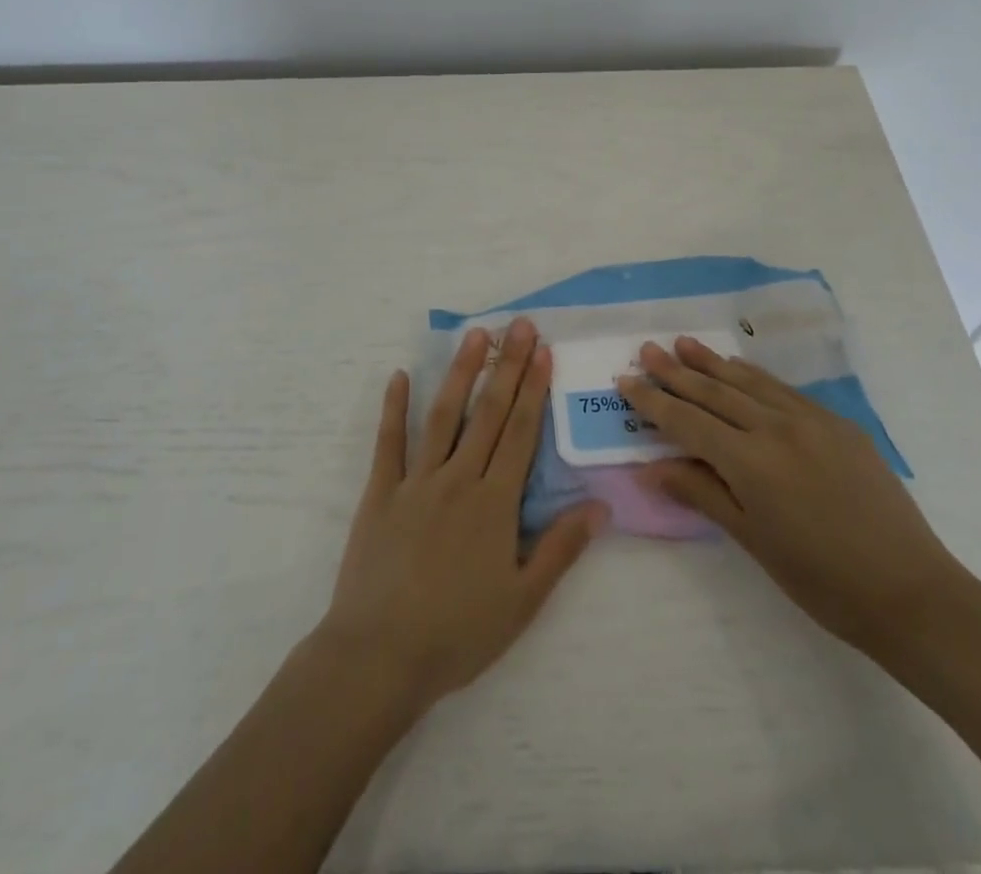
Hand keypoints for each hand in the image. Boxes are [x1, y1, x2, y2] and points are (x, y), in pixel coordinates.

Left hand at [316, 318, 606, 712]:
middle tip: (519, 325)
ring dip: (460, 372)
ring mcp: (416, 481)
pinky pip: (388, 442)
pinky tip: (398, 376)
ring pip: (443, 415)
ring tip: (475, 336)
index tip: (542, 350)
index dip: (533, 388)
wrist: (380, 655)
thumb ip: (561, 548)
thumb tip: (601, 506)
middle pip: (489, 412)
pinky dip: (394, 407)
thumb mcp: (522, 600)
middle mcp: (458, 478)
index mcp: (494, 502)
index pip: (521, 432)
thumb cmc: (458, 633)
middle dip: (506, 365)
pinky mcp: (380, 492)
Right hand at [617, 338, 973, 656]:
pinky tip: (738, 367)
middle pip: (714, 392)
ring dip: (712, 362)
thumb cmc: (821, 580)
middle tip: (647, 349)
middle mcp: (776, 428)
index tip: (626, 380)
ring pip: (748, 382)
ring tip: (683, 343)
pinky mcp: (837, 423)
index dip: (653, 401)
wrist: (911, 591)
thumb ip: (701, 493)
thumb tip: (650, 468)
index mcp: (750, 462)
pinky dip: (753, 376)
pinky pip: (783, 390)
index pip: (687, 421)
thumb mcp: (753, 541)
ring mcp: (810, 420)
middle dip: (676, 371)